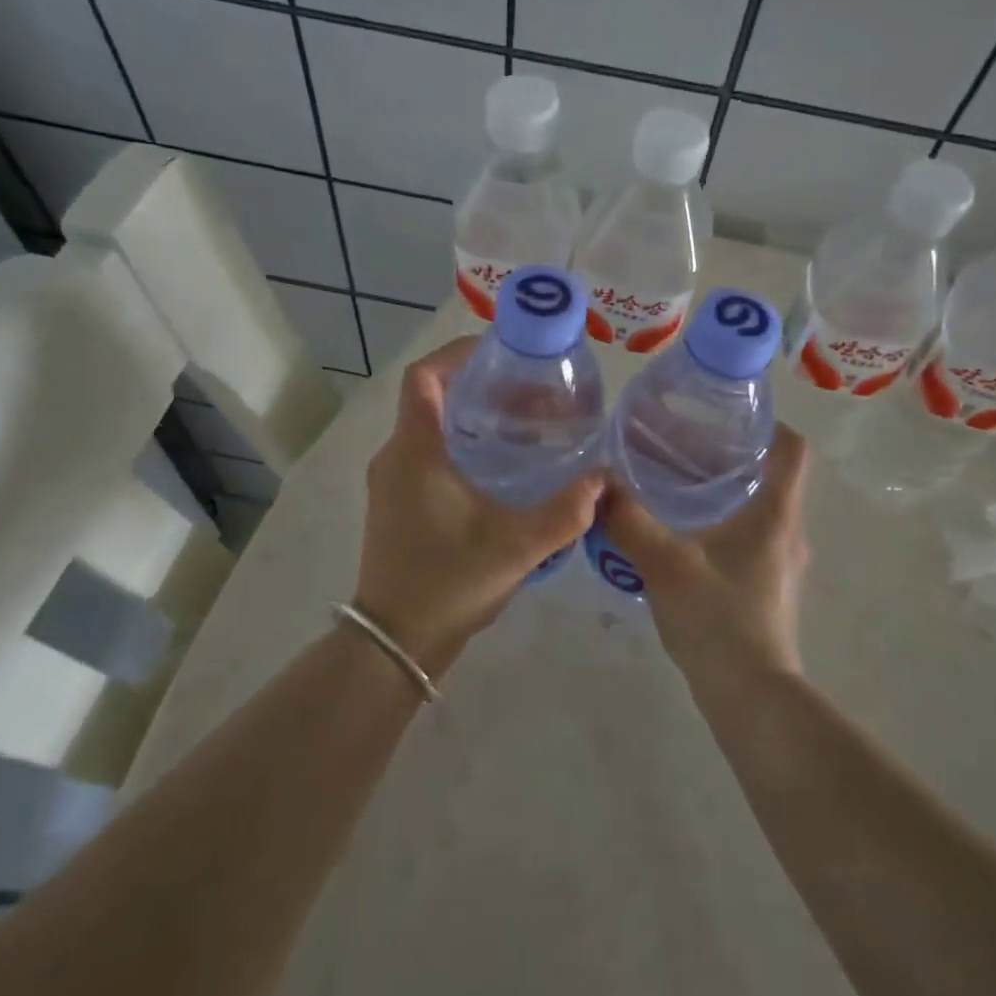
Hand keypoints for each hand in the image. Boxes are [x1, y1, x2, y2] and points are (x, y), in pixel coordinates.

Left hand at [352, 337, 602, 674]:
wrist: (396, 642)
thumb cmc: (448, 582)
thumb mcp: (516, 546)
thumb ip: (565, 511)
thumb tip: (603, 480)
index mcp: (414, 451)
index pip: (423, 376)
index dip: (457, 353)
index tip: (502, 353)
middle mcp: (396, 457)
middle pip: (432, 398)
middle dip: (480, 386)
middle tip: (531, 393)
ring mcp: (392, 483)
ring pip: (430, 428)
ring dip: (472, 418)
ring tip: (524, 424)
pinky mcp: (397, 505)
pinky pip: (427, 454)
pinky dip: (462, 445)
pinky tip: (501, 467)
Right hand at [597, 424, 809, 683]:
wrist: (749, 695)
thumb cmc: (718, 619)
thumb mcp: (665, 564)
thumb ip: (630, 521)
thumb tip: (599, 485)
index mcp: (775, 514)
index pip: (792, 450)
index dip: (769, 424)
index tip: (729, 414)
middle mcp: (788, 533)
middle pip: (773, 476)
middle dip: (734, 455)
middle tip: (686, 443)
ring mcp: (781, 564)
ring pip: (760, 509)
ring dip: (727, 491)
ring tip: (679, 482)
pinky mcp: (768, 588)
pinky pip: (750, 539)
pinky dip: (724, 524)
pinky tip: (684, 533)